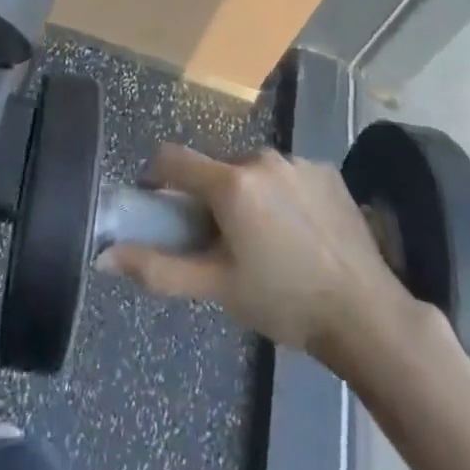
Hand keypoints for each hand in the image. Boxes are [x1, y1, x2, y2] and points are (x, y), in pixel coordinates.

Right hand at [103, 146, 418, 370]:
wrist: (365, 312)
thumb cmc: (283, 301)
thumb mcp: (217, 288)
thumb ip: (158, 268)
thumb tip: (104, 256)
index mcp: (230, 182)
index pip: (173, 157)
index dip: (157, 177)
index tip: (160, 205)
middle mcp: (261, 157)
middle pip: (217, 167)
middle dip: (211, 196)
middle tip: (222, 241)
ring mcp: (298, 160)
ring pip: (254, 170)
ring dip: (249, 194)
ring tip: (267, 242)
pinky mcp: (327, 169)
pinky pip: (288, 174)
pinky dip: (283, 195)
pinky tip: (301, 233)